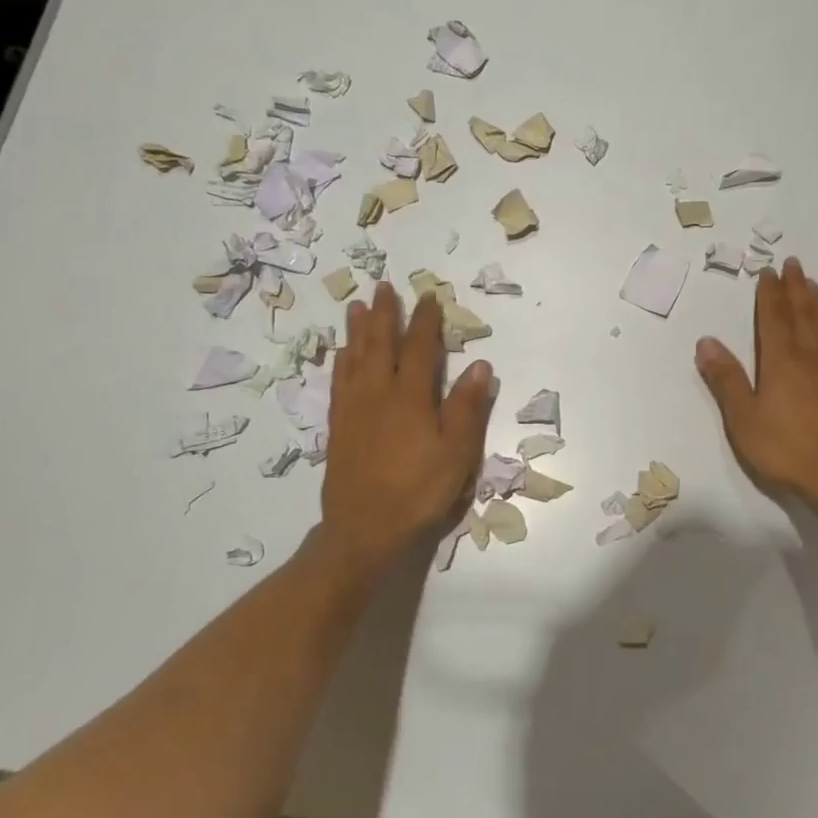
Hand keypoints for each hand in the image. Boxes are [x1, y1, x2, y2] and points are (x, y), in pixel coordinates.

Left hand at [323, 284, 495, 568]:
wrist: (365, 530)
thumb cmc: (419, 492)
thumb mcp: (458, 454)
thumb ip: (467, 408)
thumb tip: (479, 365)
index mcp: (411, 398)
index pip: (420, 349)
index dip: (426, 321)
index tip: (429, 297)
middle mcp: (378, 394)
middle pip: (380, 344)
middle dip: (384, 314)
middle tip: (383, 286)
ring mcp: (353, 409)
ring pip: (354, 358)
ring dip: (357, 330)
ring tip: (356, 306)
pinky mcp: (338, 426)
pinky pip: (338, 382)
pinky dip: (340, 361)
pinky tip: (341, 354)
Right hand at [695, 257, 817, 515]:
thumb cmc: (784, 449)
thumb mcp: (743, 418)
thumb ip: (725, 378)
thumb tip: (706, 341)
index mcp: (781, 361)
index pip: (773, 318)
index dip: (769, 294)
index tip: (768, 271)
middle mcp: (810, 358)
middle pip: (802, 315)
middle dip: (795, 288)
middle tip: (793, 264)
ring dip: (816, 303)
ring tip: (812, 284)